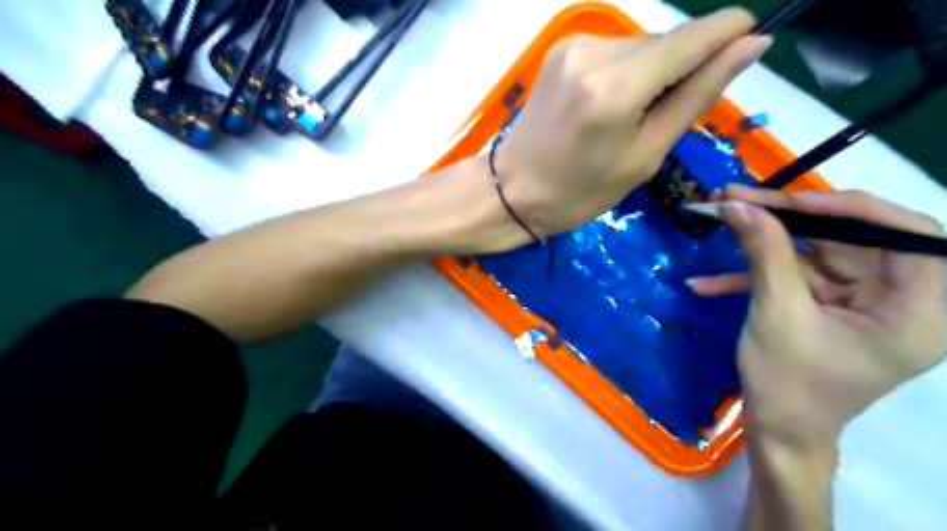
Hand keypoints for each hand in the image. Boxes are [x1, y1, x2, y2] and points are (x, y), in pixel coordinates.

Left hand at [496, 6, 767, 235]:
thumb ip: (696, 96)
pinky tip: (608, 105)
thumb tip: (749, 45)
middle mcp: (593, 51)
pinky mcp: (559, 49)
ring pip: (639, 45)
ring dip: (651, 72)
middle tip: (662, 117)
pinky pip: (613, 51)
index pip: (694, 36)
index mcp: (616, 87)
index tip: (749, 43)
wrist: (513, 191)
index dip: (729, 34)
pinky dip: (624, 72)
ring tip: (627, 118)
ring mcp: (572, 46)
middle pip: (665, 42)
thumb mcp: (644, 156)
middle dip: (680, 69)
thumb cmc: (579, 191)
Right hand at [689, 184, 945, 443]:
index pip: (908, 234)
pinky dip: (752, 278)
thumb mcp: (777, 313)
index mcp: (917, 310)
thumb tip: (737, 205)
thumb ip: (764, 253)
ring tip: (717, 220)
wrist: (776, 432)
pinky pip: (793, 279)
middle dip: (786, 219)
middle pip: (848, 237)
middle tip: (737, 199)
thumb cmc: (789, 384)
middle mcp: (897, 300)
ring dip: (761, 242)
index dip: (851, 209)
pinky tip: (705, 284)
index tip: (791, 201)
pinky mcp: (825, 307)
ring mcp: (858, 302)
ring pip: (813, 253)